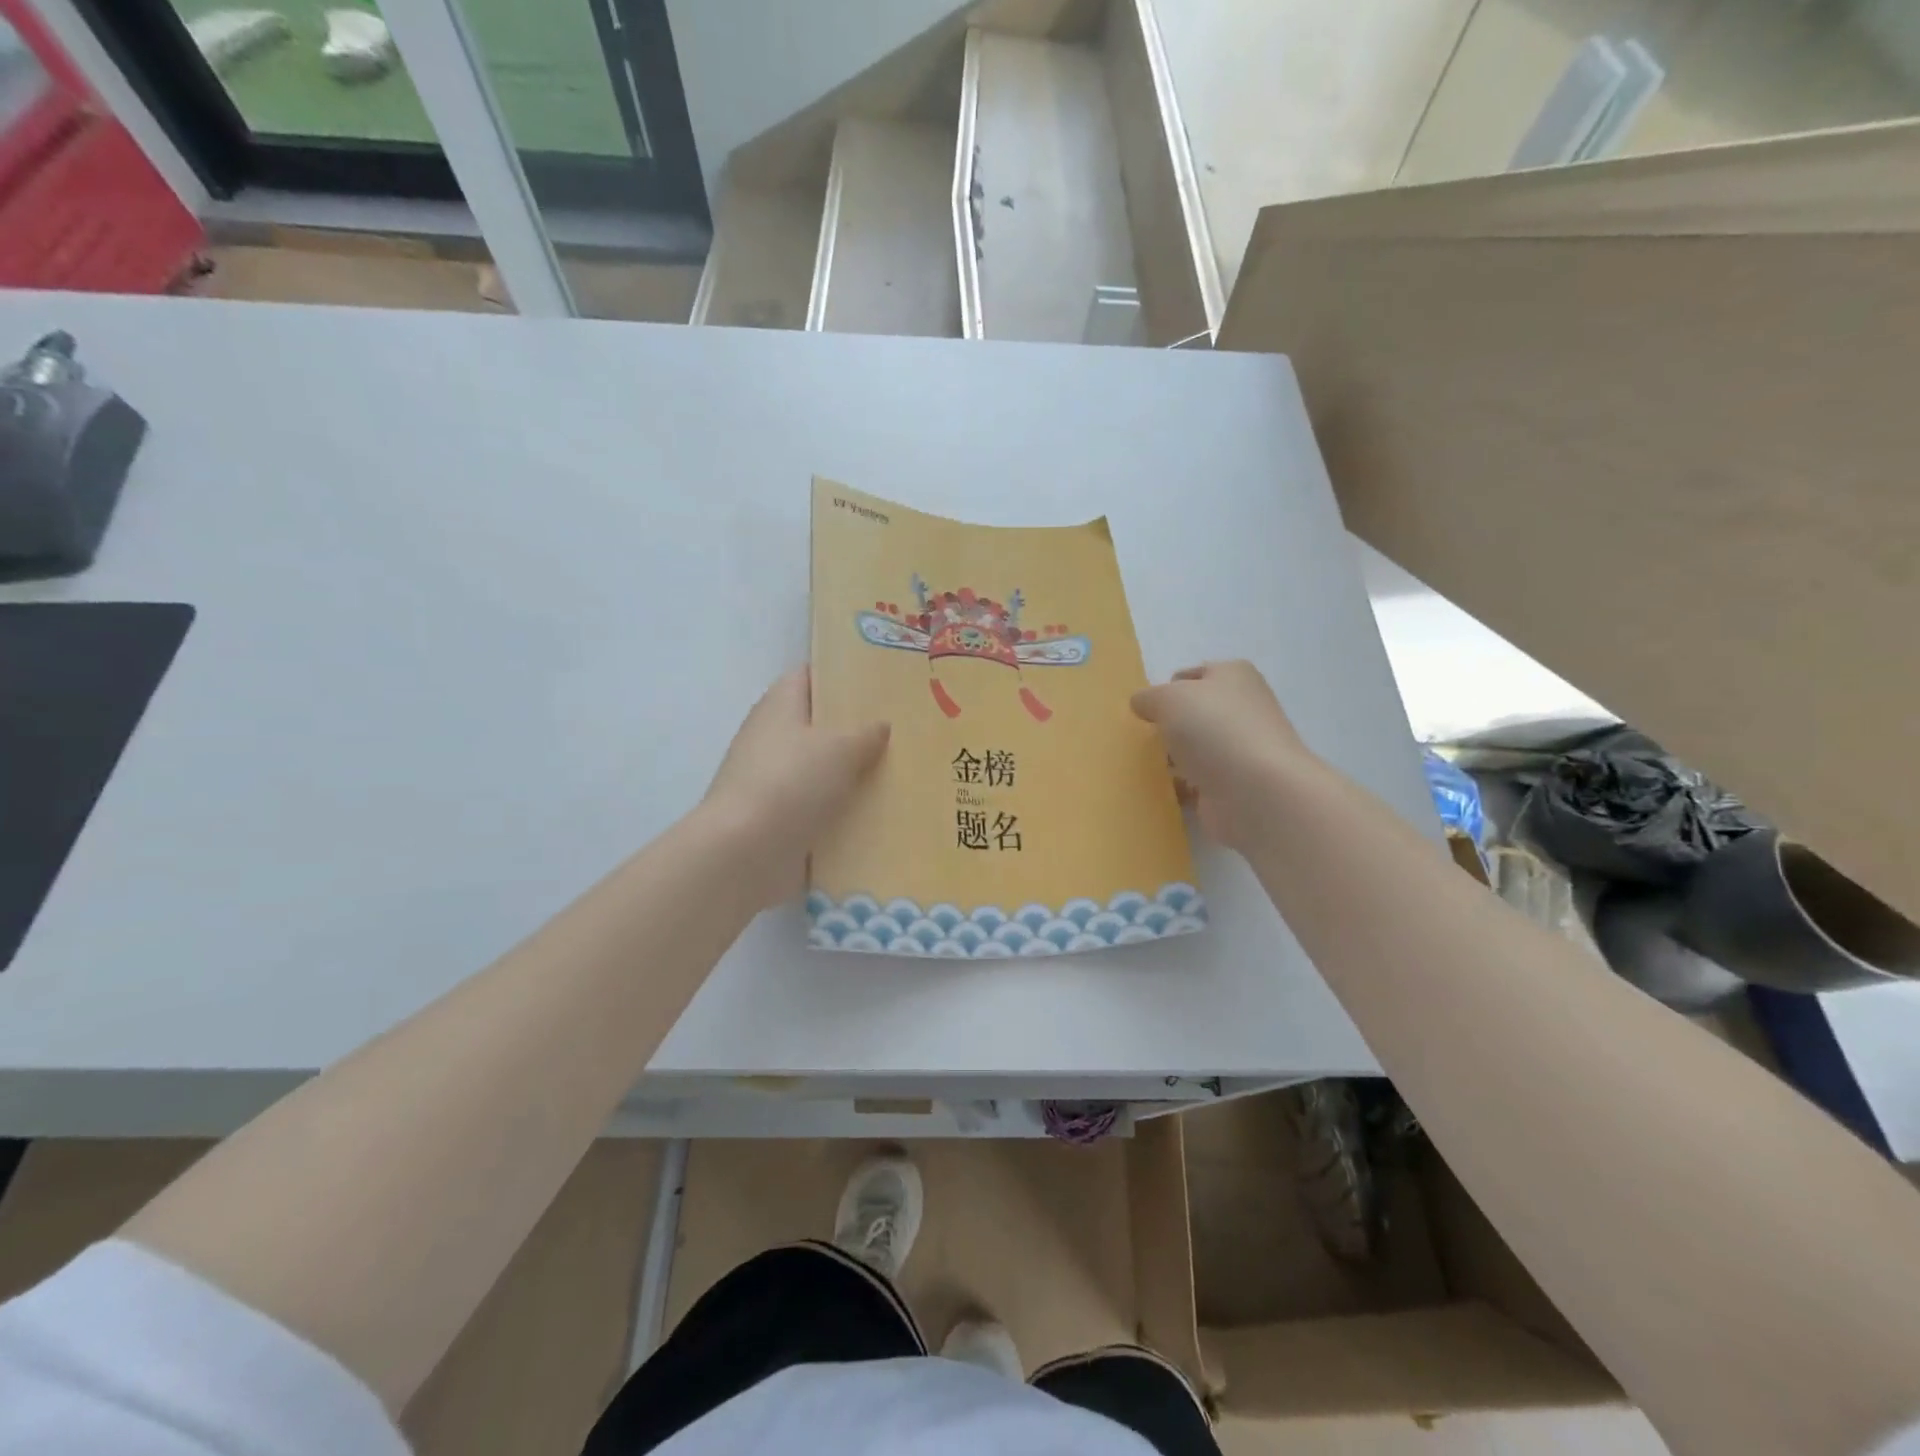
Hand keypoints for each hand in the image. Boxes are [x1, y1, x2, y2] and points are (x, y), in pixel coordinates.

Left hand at [702, 668, 889, 908]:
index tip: (879, 682)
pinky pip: (817, 806)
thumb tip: (881, 724)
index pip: (809, 676)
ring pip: (820, 768)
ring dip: (851, 773)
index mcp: (779, 705)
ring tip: (899, 771)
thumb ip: (866, 733)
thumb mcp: (840, 748)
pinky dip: (842, 809)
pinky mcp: (777, 818)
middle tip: (901, 730)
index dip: (840, 674)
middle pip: (817, 724)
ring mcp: (772, 780)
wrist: (745, 853)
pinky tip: (878, 812)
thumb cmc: (791, 782)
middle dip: (855, 728)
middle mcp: (771, 737)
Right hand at [1131, 661, 1313, 853]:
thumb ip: (1149, 697)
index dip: (1167, 688)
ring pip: (1194, 749)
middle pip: (1194, 714)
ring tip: (1140, 765)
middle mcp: (1242, 710)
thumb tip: (1142, 704)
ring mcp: (1240, 751)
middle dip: (1166, 726)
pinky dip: (1177, 787)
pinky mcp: (1233, 787)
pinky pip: (1195, 782)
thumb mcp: (1169, 698)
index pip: (1194, 675)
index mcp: (1234, 677)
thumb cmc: (1215, 730)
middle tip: (1138, 738)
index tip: (1145, 709)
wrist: (1256, 793)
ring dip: (1170, 758)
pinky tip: (1157, 791)